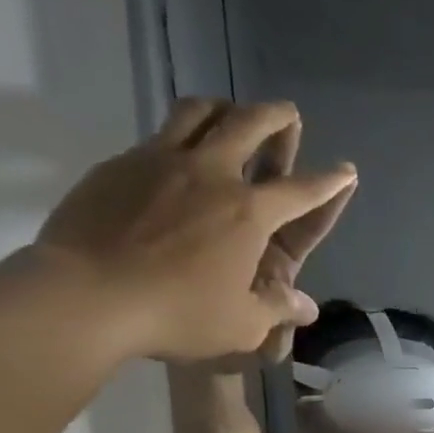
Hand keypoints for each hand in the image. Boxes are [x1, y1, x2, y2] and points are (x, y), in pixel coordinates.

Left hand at [31, 99, 356, 362]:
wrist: (87, 296)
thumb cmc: (176, 314)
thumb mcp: (240, 325)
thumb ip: (277, 310)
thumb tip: (306, 307)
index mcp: (249, 214)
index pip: (301, 191)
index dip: (329, 182)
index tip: (346, 170)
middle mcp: (211, 174)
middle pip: (249, 125)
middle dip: (276, 116)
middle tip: (287, 113)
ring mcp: (161, 161)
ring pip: (199, 112)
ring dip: (223, 107)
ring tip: (231, 111)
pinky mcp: (121, 164)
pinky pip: (158, 135)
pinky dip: (179, 134)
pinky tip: (176, 153)